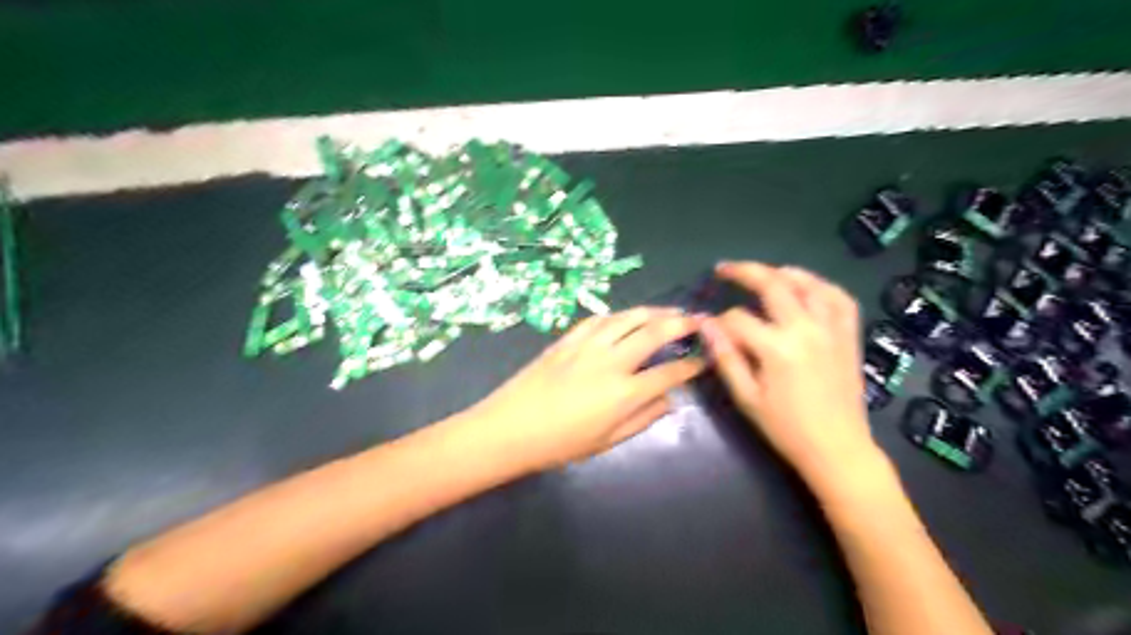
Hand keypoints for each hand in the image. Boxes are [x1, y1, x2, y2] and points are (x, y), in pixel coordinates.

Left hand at [458, 309, 702, 471]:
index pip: (669, 373)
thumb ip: (642, 419)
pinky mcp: (567, 339)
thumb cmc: (560, 444)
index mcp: (624, 393)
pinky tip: (625, 318)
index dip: (691, 364)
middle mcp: (611, 362)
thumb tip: (669, 401)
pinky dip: (618, 316)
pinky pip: (598, 319)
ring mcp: (587, 346)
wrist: (509, 428)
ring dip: (653, 312)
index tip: (704, 358)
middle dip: (681, 324)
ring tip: (669, 312)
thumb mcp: (607, 441)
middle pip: (653, 333)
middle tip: (697, 320)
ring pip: (627, 318)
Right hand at [704, 263, 876, 486]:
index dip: (718, 321)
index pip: (737, 319)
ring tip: (764, 272)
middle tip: (724, 268)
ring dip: (783, 272)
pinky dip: (822, 286)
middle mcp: (806, 329)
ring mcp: (831, 329)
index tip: (709, 328)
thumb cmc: (787, 428)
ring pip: (808, 284)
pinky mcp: (849, 336)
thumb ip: (726, 358)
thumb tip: (705, 325)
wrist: (838, 449)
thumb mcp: (747, 398)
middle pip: (772, 285)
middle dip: (744, 272)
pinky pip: (840, 299)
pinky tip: (808, 287)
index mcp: (777, 348)